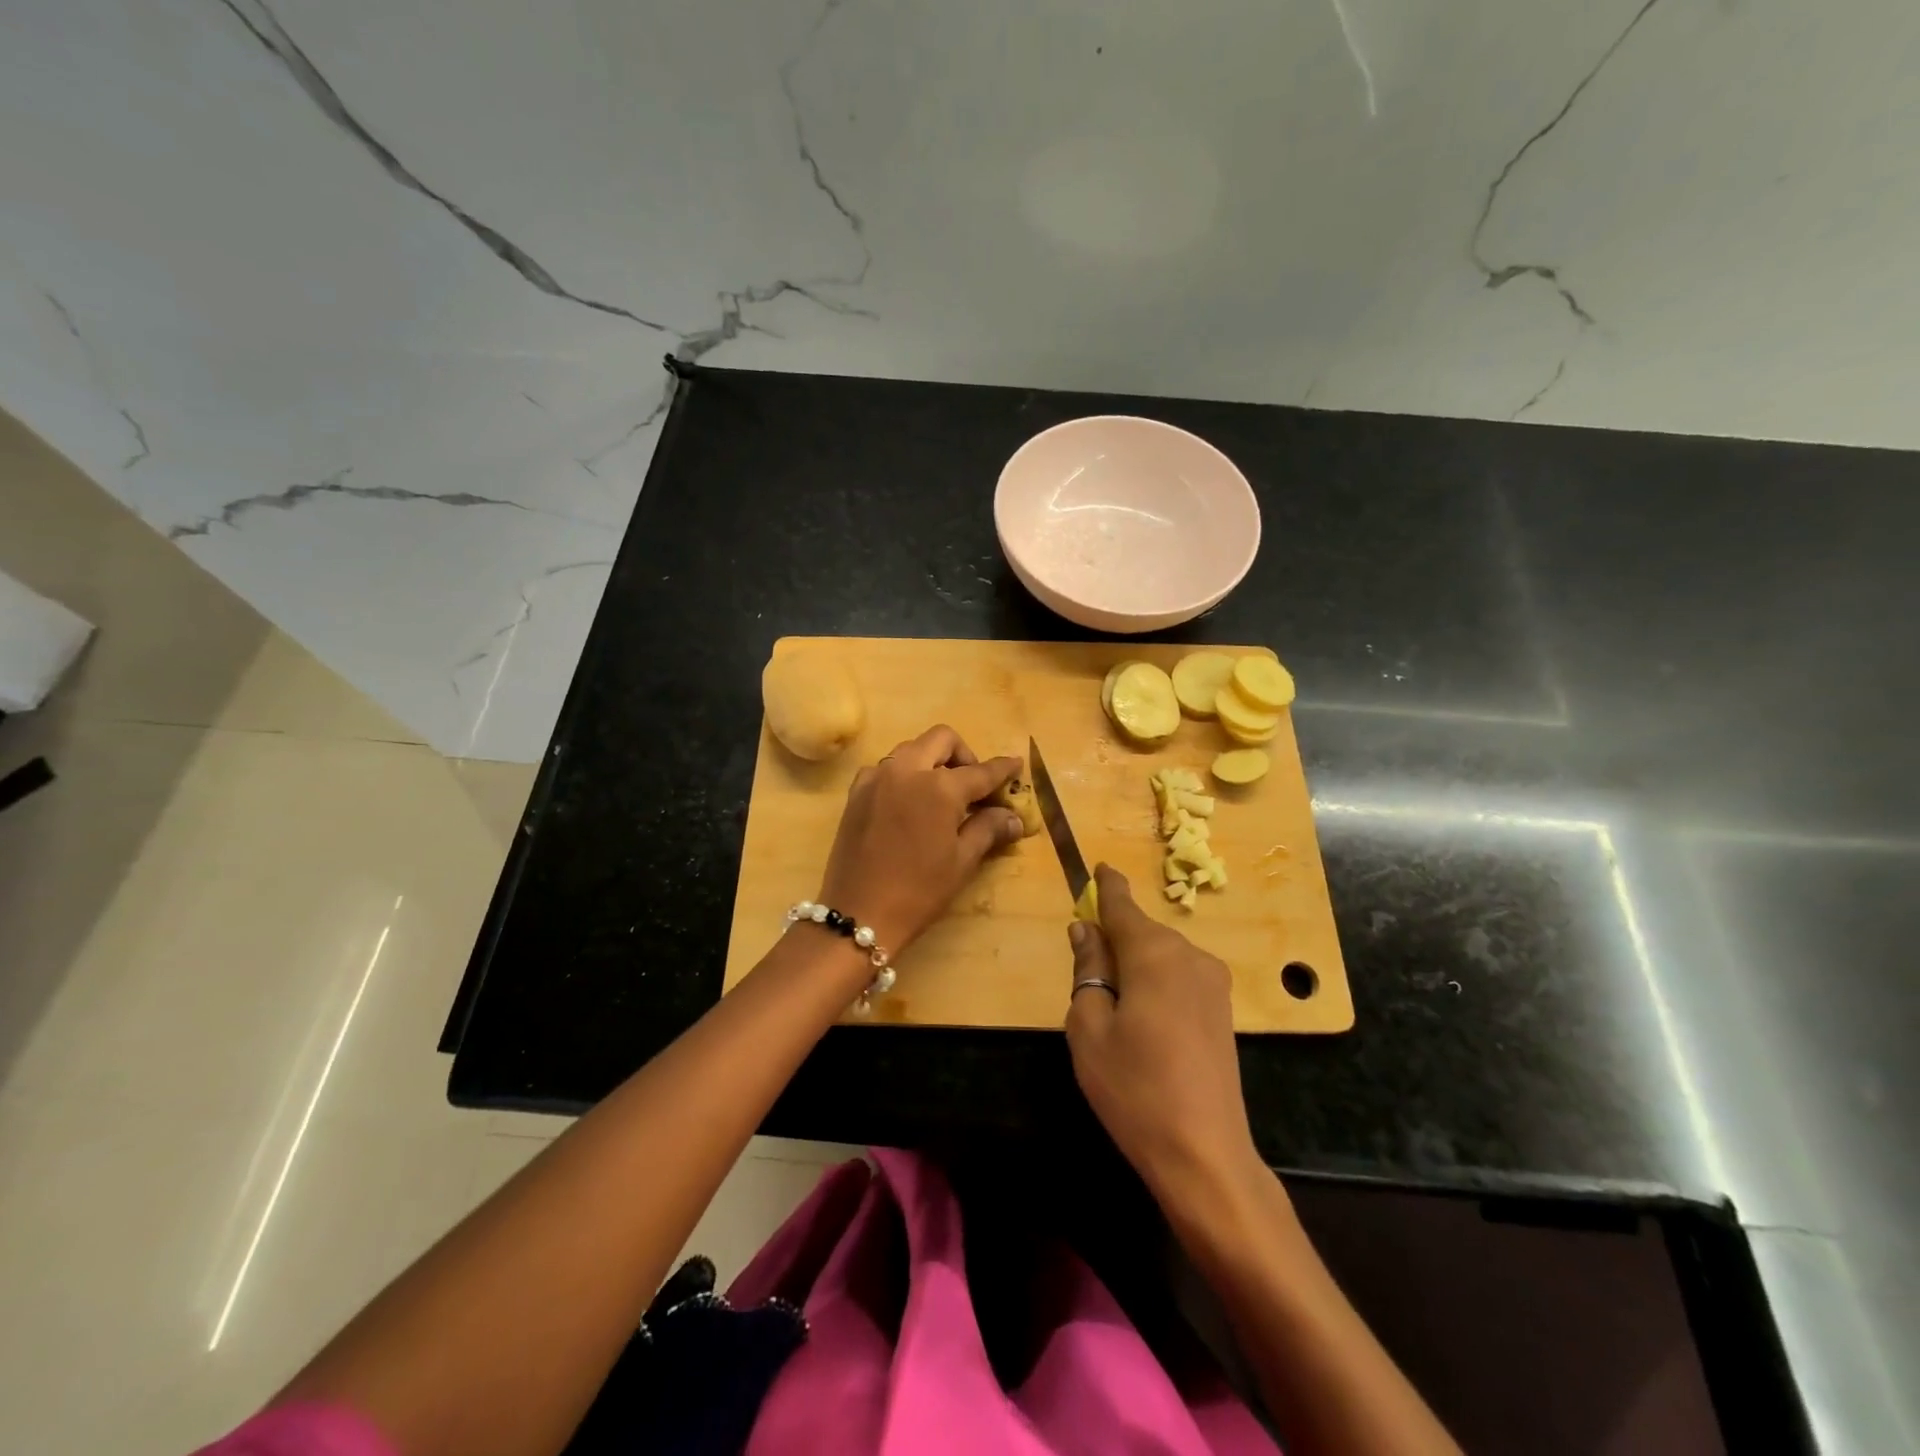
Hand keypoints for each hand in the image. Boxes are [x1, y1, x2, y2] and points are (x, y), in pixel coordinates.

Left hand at [817, 724, 1023, 954]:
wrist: (859, 913)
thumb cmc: (919, 890)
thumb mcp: (961, 861)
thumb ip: (988, 829)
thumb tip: (1013, 818)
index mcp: (939, 787)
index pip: (980, 771)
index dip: (1002, 769)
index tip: (1016, 764)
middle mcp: (907, 770)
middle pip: (941, 740)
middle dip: (963, 754)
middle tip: (973, 785)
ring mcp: (877, 778)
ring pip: (911, 749)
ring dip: (932, 761)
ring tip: (942, 795)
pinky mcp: (856, 792)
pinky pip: (886, 768)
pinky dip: (904, 774)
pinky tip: (910, 803)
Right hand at [1064, 864, 1262, 1214]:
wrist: (1206, 1155)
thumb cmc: (1134, 1089)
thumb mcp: (1090, 1028)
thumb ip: (1088, 970)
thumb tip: (1086, 931)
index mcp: (1154, 954)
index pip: (1122, 906)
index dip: (1106, 887)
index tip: (1098, 866)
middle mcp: (1190, 956)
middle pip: (1142, 932)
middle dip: (1115, 938)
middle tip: (1087, 968)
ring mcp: (1214, 983)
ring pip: (1162, 955)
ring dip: (1136, 964)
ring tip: (1114, 1006)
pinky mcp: (1224, 1010)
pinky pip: (1180, 977)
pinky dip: (1156, 982)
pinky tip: (1145, 1020)